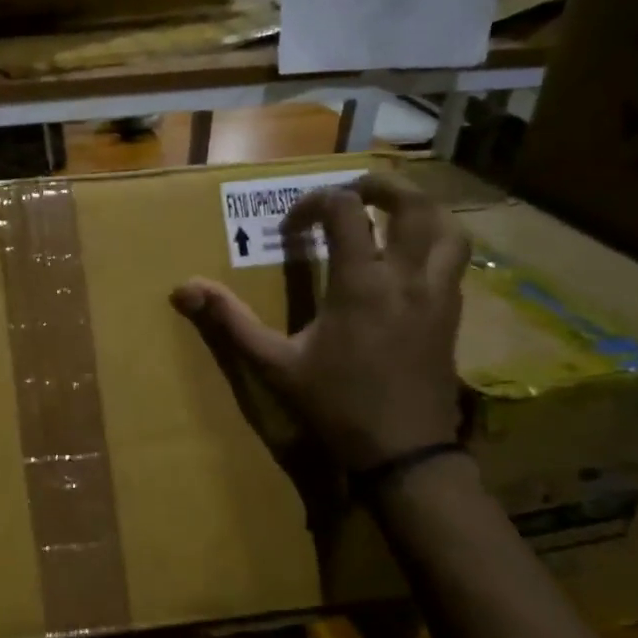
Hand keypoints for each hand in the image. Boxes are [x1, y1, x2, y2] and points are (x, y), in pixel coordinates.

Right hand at [172, 170, 467, 471]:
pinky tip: (408, 258)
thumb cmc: (336, 405)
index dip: (315, 203)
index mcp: (363, 283)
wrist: (404, 451)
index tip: (293, 226)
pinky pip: (454, 259)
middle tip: (352, 190)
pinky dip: (433, 240)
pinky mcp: (452, 314)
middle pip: (413, 205)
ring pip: (449, 228)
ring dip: (421, 208)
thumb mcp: (275, 364)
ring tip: (390, 212)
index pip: (346, 211)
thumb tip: (184, 289)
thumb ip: (231, 322)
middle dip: (381, 186)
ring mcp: (439, 294)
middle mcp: (408, 277)